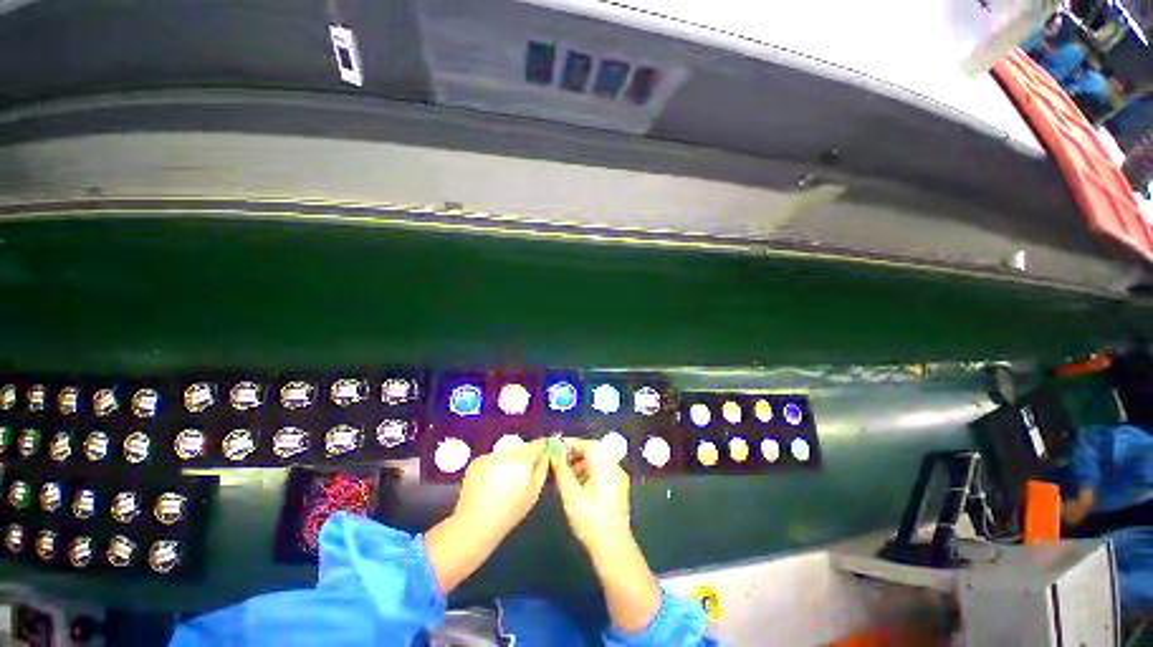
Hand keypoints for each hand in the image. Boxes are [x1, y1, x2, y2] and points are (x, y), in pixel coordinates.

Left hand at [454, 438, 549, 538]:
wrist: (475, 523)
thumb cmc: (510, 511)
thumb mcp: (534, 493)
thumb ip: (542, 469)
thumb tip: (546, 453)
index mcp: (522, 461)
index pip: (537, 444)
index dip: (542, 446)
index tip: (544, 449)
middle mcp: (506, 454)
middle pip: (520, 449)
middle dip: (523, 457)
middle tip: (520, 474)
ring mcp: (489, 456)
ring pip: (505, 454)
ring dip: (507, 462)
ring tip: (502, 483)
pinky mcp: (477, 461)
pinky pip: (491, 459)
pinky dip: (493, 467)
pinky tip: (489, 484)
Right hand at [550, 436, 661, 634]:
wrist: (613, 547)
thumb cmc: (590, 518)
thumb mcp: (570, 493)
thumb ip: (561, 469)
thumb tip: (553, 451)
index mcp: (605, 464)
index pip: (587, 444)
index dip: (570, 444)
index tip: (555, 446)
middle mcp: (614, 466)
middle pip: (593, 452)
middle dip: (574, 454)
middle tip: (558, 461)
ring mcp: (618, 477)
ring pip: (597, 463)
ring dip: (581, 464)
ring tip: (564, 475)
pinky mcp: (619, 489)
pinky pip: (602, 472)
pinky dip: (588, 473)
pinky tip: (577, 486)